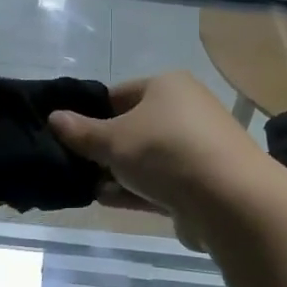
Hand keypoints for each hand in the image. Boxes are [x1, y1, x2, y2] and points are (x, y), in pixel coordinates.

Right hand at [47, 73, 269, 227]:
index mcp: (167, 86)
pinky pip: (161, 182)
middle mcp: (186, 110)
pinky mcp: (203, 183)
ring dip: (118, 171)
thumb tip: (55, 118)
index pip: (119, 93)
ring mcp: (197, 148)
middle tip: (73, 163)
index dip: (91, 112)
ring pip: (147, 157)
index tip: (68, 134)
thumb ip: (82, 132)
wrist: (231, 200)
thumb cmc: (166, 152)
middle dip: (105, 146)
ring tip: (84, 186)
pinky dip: (135, 189)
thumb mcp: (114, 140)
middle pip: (134, 126)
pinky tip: (106, 200)